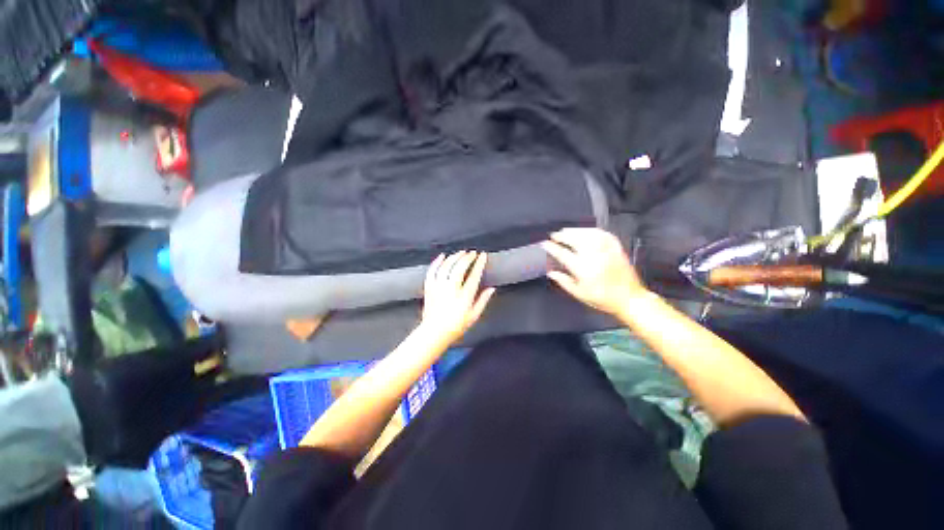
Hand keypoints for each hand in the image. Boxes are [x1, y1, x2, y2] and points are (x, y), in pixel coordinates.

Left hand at [419, 251, 495, 345]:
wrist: (434, 332)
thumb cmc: (456, 326)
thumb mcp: (474, 316)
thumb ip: (483, 300)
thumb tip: (491, 289)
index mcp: (464, 296)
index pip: (474, 275)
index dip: (479, 263)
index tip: (482, 255)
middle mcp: (451, 289)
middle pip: (459, 267)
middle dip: (467, 257)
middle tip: (472, 253)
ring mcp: (439, 287)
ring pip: (446, 266)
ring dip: (454, 257)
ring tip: (461, 253)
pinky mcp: (429, 287)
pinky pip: (432, 271)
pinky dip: (437, 262)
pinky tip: (442, 256)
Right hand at [542, 228, 647, 315]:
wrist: (630, 298)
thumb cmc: (602, 298)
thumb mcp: (580, 294)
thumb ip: (564, 281)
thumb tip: (550, 273)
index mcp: (582, 268)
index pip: (562, 254)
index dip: (552, 247)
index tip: (545, 244)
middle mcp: (593, 256)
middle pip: (574, 239)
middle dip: (562, 235)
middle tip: (555, 235)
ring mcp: (606, 250)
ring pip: (587, 234)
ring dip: (575, 231)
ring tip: (567, 231)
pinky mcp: (616, 248)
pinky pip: (602, 234)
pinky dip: (592, 230)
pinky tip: (586, 231)